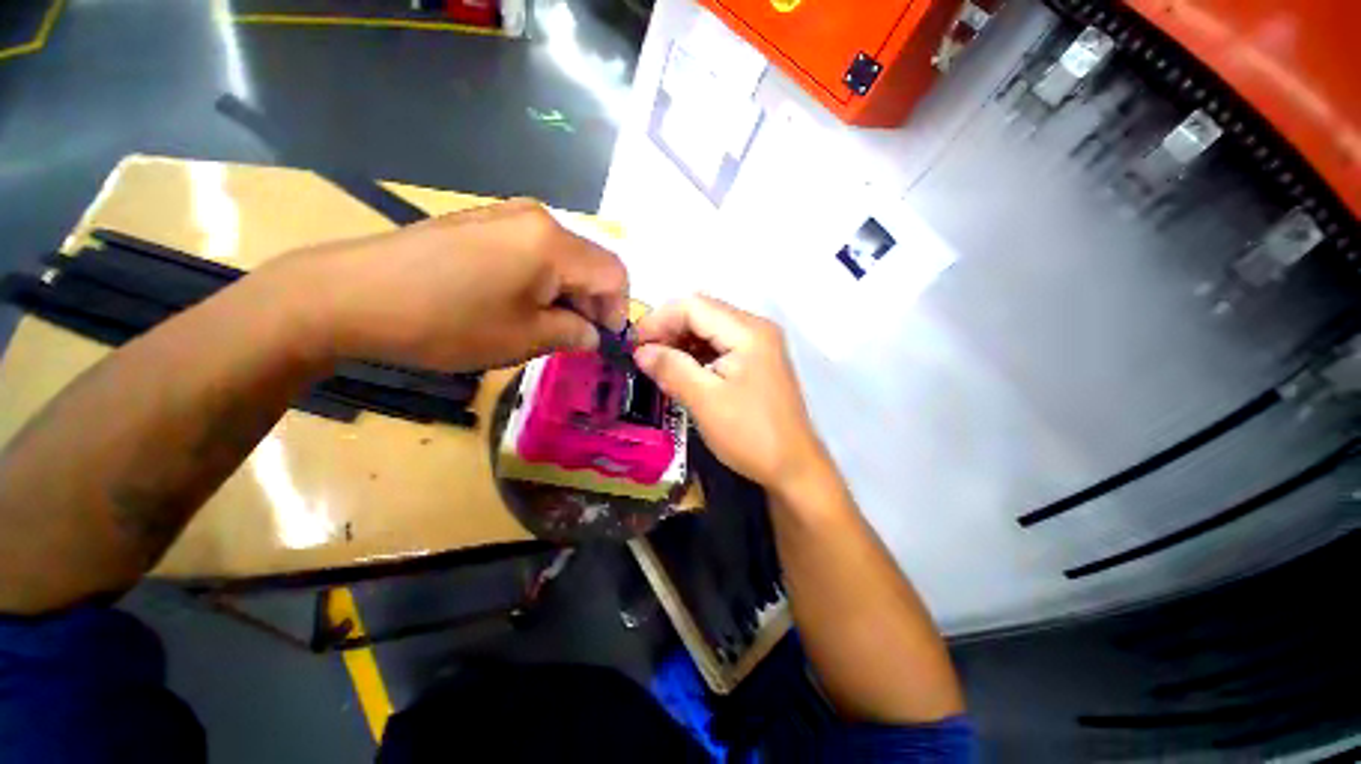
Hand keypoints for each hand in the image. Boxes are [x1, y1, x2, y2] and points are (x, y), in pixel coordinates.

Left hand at [263, 199, 628, 370]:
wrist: (350, 296)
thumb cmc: (448, 322)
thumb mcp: (525, 338)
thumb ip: (574, 333)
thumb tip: (594, 334)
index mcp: (554, 242)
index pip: (615, 274)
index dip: (619, 311)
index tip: (604, 342)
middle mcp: (538, 217)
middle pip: (591, 263)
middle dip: (592, 304)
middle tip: (575, 339)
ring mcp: (506, 215)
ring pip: (564, 259)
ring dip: (567, 295)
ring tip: (545, 326)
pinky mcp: (483, 222)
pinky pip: (534, 252)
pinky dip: (542, 281)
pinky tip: (517, 304)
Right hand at [632, 295, 825, 491]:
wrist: (793, 468)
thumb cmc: (750, 434)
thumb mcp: (705, 401)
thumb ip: (671, 369)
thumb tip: (640, 351)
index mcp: (748, 331)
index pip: (693, 306)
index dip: (658, 320)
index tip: (633, 345)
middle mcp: (756, 328)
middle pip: (703, 312)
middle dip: (669, 329)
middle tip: (643, 356)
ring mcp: (760, 344)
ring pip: (710, 329)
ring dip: (682, 341)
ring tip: (658, 364)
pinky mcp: (758, 361)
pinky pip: (721, 345)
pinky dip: (698, 353)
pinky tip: (682, 370)